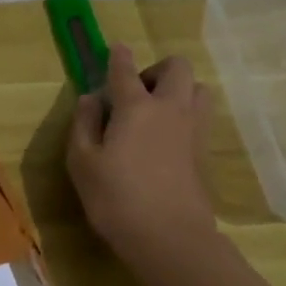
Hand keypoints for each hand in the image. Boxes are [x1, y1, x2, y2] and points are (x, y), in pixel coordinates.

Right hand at [67, 44, 218, 285]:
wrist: (169, 237)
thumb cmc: (115, 198)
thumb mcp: (82, 162)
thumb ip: (84, 124)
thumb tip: (91, 99)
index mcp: (137, 107)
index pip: (125, 70)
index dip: (118, 57)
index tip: (115, 49)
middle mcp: (170, 109)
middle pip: (177, 68)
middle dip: (156, 70)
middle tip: (135, 92)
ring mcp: (193, 130)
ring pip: (197, 89)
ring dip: (178, 90)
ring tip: (155, 113)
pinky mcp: (203, 152)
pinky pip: (199, 116)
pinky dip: (184, 115)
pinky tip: (165, 138)